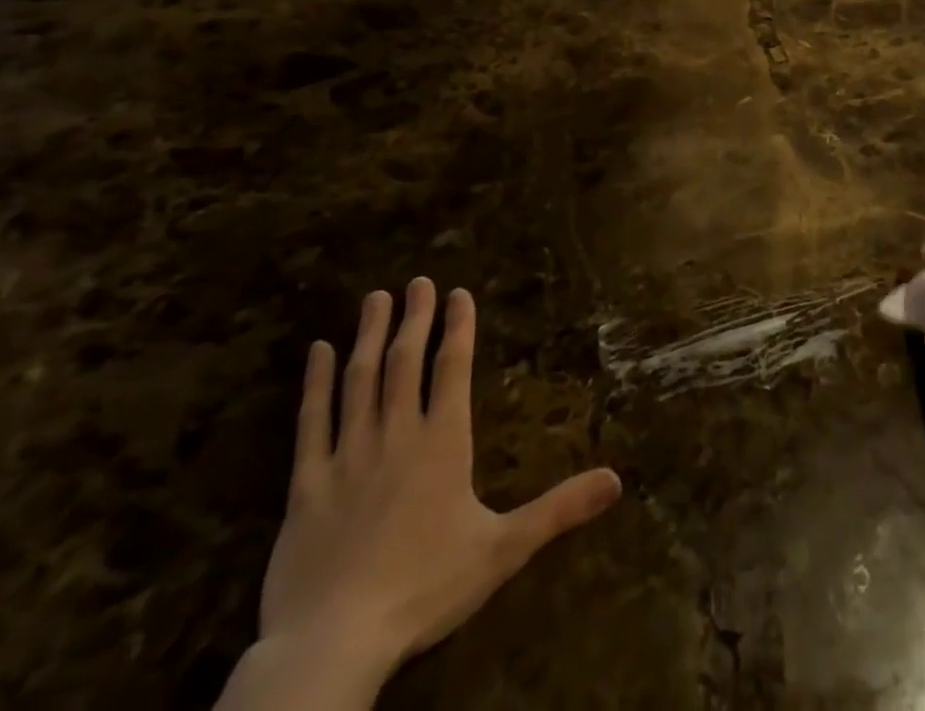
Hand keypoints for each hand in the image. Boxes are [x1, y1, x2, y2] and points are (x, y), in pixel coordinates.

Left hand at [256, 278, 622, 694]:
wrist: (334, 643)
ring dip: (369, 336)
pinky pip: (310, 422)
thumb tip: (618, 479)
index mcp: (443, 443)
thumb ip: (559, 509)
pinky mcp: (306, 485)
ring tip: (375, 299)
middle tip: (417, 281)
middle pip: (405, 362)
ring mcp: (347, 456)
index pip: (453, 368)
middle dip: (414, 318)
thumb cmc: (425, 588)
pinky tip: (317, 351)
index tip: (458, 293)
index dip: (457, 327)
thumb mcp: (503, 550)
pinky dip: (314, 384)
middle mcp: (396, 435)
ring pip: (359, 380)